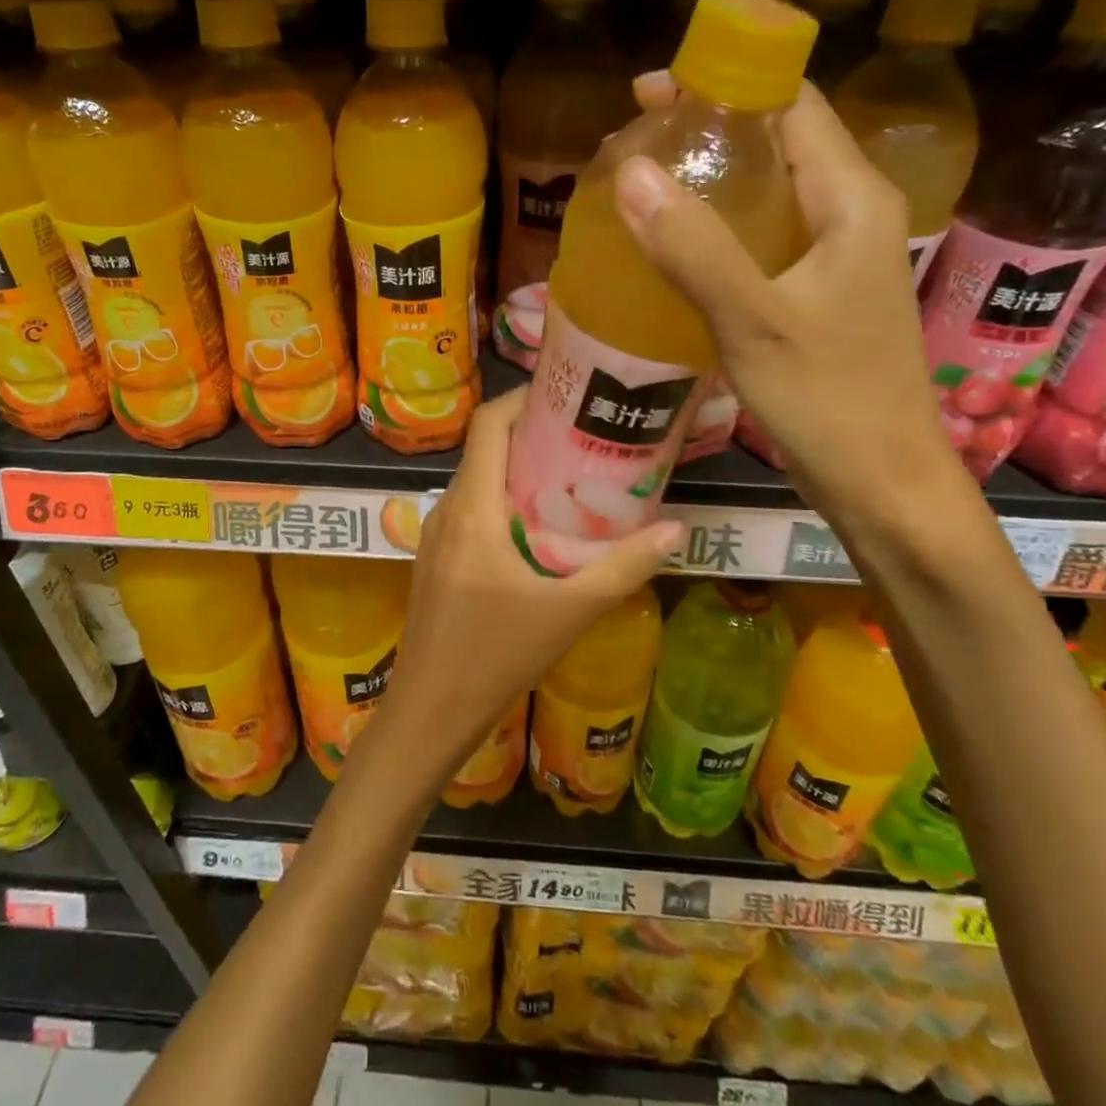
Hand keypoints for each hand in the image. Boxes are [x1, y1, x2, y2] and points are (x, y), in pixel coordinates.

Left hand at [376, 388, 681, 775]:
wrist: (430, 708)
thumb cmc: (496, 656)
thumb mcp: (568, 612)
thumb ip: (622, 568)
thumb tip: (675, 529)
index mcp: (472, 509)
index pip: (487, 426)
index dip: (521, 400)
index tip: (565, 396)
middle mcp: (447, 510)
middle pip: (485, 450)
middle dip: (531, 435)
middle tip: (584, 437)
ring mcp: (435, 535)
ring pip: (477, 482)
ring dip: (517, 472)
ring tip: (570, 478)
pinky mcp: (435, 558)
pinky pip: (470, 510)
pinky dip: (502, 502)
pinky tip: (537, 528)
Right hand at [616, 73, 954, 514]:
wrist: (881, 480)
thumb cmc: (827, 399)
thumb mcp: (753, 321)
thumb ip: (694, 248)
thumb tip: (631, 173)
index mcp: (851, 200)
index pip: (791, 105)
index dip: (726, 82)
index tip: (650, 92)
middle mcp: (850, 215)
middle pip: (778, 142)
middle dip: (708, 130)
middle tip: (633, 143)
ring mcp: (836, 257)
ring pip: (769, 193)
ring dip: (710, 181)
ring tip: (642, 186)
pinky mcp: (818, 294)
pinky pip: (764, 239)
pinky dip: (719, 229)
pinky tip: (676, 249)